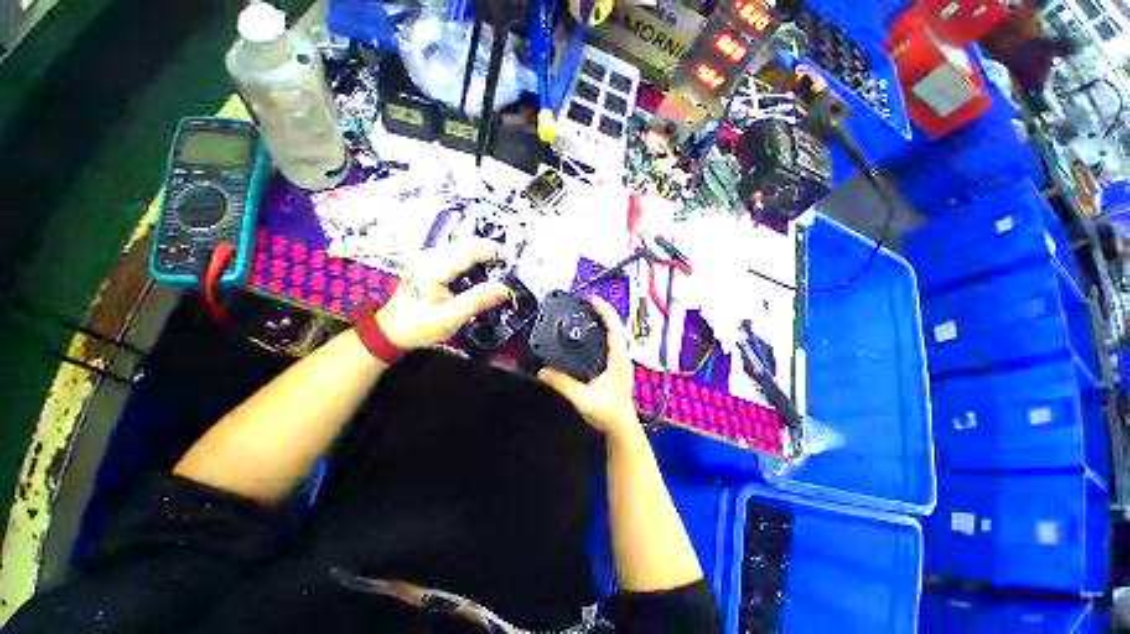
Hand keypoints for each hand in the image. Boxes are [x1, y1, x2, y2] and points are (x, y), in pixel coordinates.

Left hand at [377, 240, 510, 349]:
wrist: (392, 330)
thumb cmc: (420, 326)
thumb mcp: (451, 317)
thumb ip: (477, 300)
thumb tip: (503, 289)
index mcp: (433, 269)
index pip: (468, 252)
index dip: (491, 251)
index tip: (511, 255)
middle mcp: (429, 257)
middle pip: (465, 244)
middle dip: (489, 249)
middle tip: (510, 259)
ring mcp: (427, 258)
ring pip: (461, 247)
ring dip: (481, 253)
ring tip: (500, 263)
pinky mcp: (429, 263)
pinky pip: (455, 254)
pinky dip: (472, 258)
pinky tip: (482, 268)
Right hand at [538, 297, 639, 439]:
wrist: (621, 428)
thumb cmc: (608, 414)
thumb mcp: (583, 398)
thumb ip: (562, 384)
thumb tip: (543, 372)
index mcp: (618, 359)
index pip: (614, 328)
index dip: (604, 311)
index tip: (591, 300)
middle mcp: (622, 357)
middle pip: (616, 327)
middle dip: (603, 312)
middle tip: (586, 304)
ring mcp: (620, 362)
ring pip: (615, 334)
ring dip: (604, 321)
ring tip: (588, 314)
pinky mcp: (616, 367)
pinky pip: (611, 343)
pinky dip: (603, 333)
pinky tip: (591, 336)